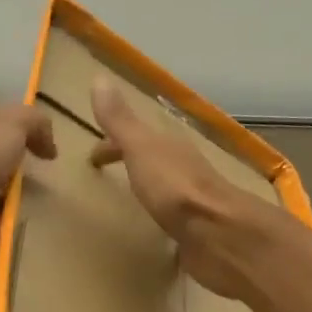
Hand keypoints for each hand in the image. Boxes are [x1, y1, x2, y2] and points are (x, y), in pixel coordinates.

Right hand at [89, 77, 267, 300]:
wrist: (219, 234)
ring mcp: (194, 200)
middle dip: (132, 162)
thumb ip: (120, 120)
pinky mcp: (197, 230)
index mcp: (169, 147)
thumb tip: (99, 78)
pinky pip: (175, 218)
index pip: (136, 136)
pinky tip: (157, 233)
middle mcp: (185, 168)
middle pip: (153, 159)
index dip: (113, 143)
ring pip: (166, 187)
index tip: (92, 158)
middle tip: (107, 176)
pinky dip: (163, 218)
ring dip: (149, 188)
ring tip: (131, 201)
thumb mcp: (141, 148)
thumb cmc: (175, 188)